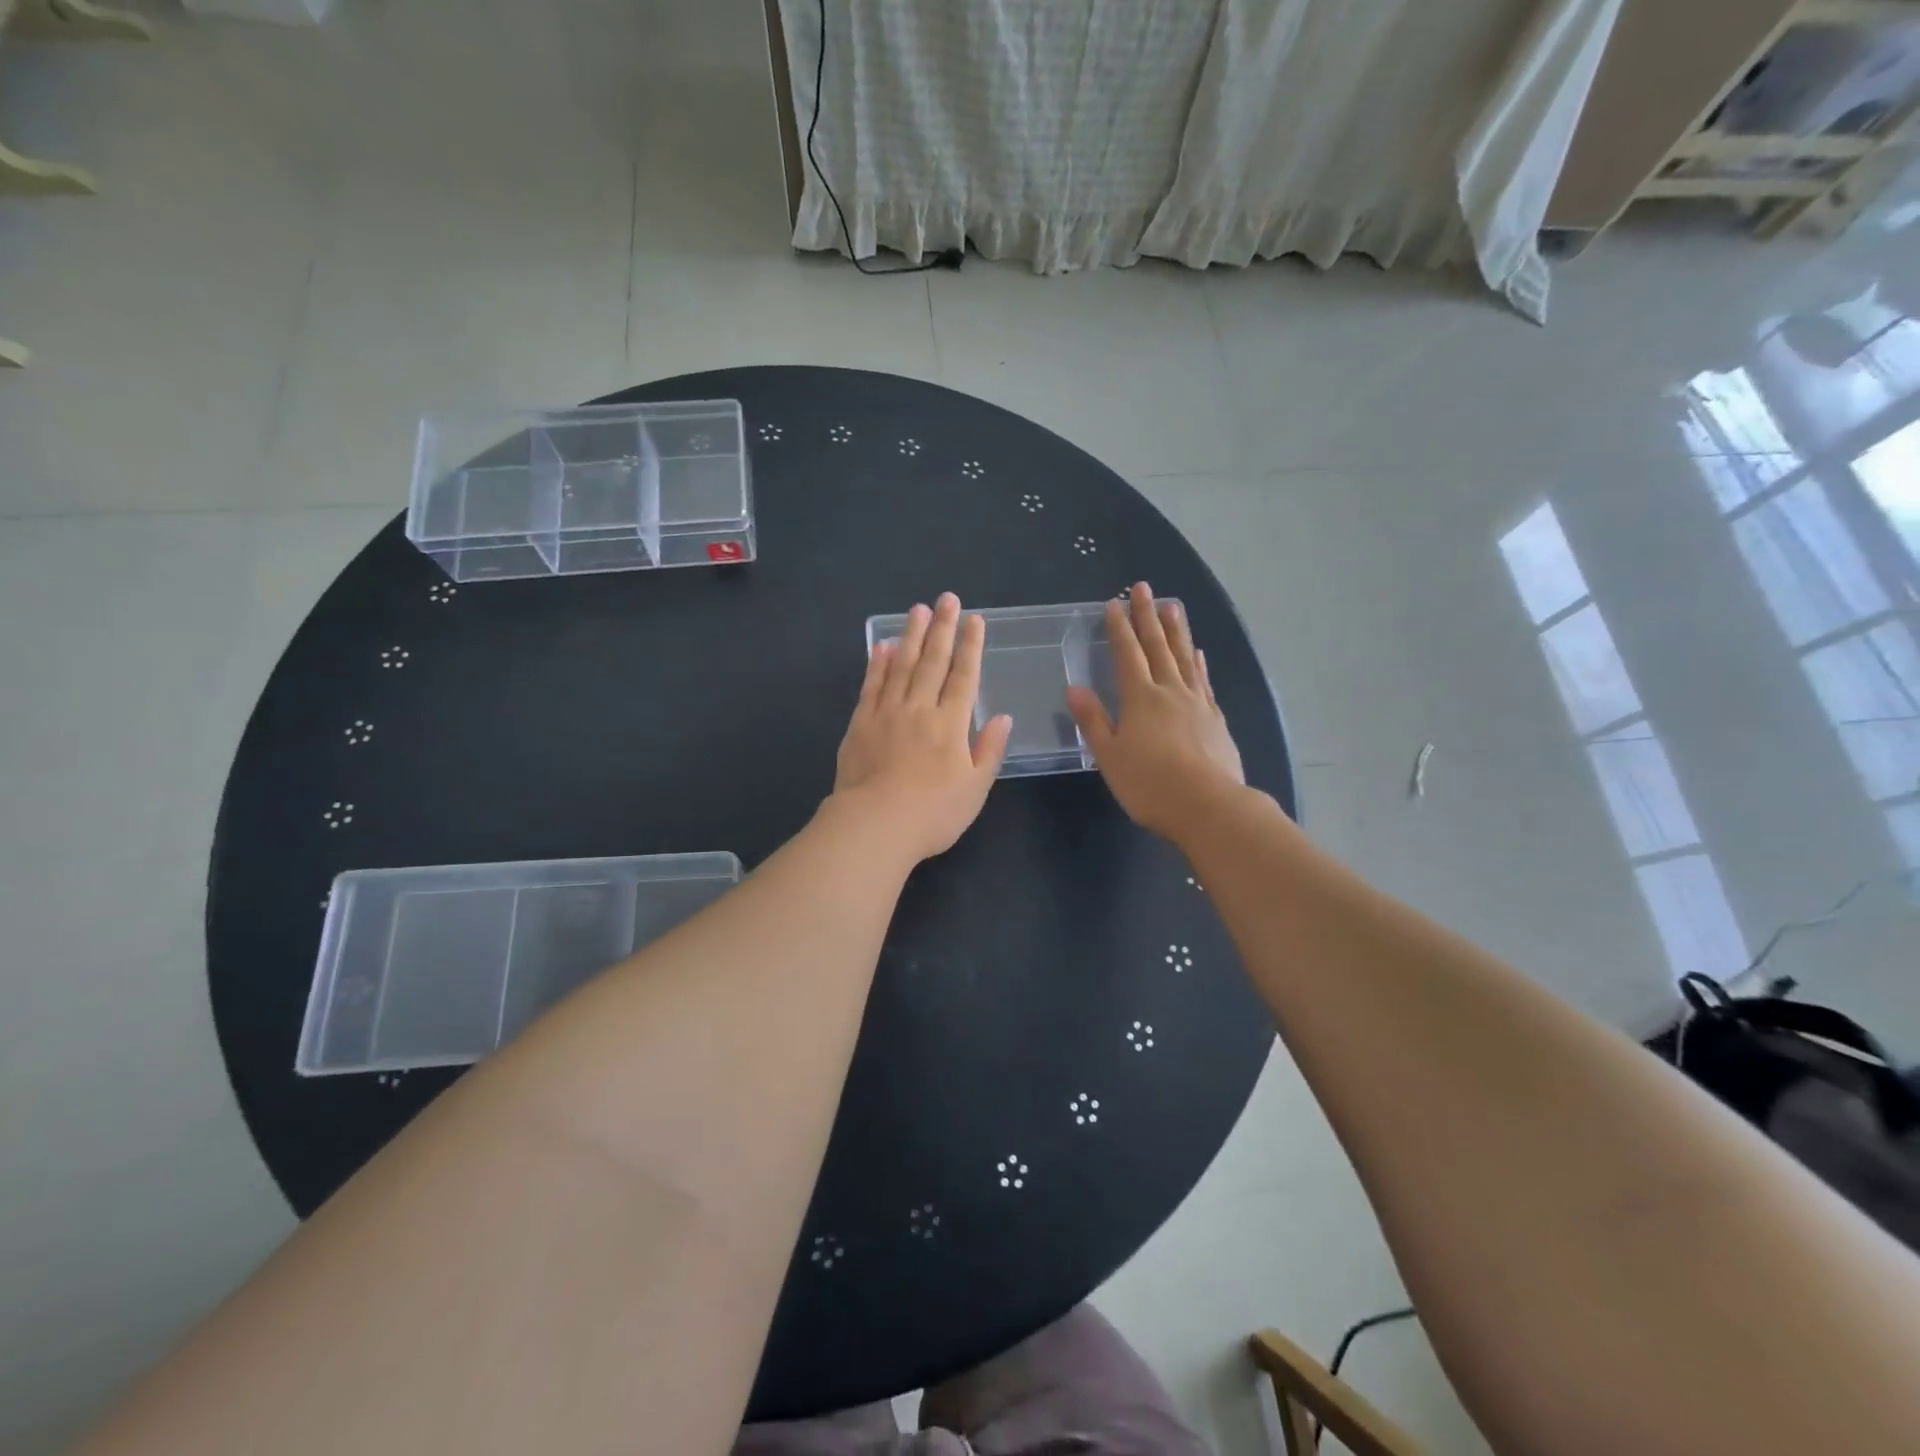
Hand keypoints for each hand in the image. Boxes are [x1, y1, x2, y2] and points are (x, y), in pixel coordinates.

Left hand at [831, 592, 1012, 863]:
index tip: (975, 620)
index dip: (971, 646)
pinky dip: (877, 664)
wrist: (875, 825)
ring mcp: (887, 713)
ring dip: (911, 636)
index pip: (965, 676)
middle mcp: (920, 709)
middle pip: (933, 661)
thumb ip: (989, 750)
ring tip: (917, 610)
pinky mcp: (860, 724)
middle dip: (943, 628)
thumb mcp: (975, 789)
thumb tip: (1003, 717)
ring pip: (901, 665)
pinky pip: (871, 686)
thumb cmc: (933, 813)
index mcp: (951, 724)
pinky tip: (881, 646)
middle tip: (947, 599)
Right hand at [1066, 582, 1244, 843]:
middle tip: (1143, 588)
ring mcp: (1197, 703)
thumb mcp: (1110, 756)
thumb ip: (1093, 720)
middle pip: (1157, 647)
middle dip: (1147, 616)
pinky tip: (1197, 654)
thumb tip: (1074, 687)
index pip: (1127, 655)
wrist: (1208, 806)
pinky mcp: (1215, 719)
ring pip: (1183, 658)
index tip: (1114, 603)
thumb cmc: (1150, 784)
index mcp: (1140, 698)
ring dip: (1176, 630)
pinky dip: (1198, 663)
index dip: (1119, 628)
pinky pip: (1204, 681)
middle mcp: (1170, 691)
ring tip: (1173, 606)